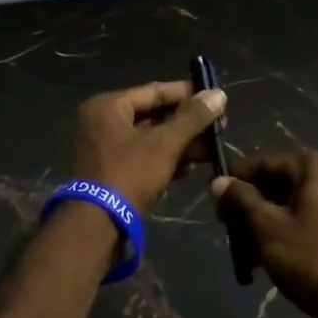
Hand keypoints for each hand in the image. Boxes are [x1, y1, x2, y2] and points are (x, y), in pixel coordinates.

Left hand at [72, 81, 226, 211]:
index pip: (155, 91)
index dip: (187, 94)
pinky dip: (165, 159)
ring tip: (211, 150)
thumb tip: (219, 93)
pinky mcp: (111, 172)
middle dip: (187, 124)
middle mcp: (102, 122)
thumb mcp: (165, 143)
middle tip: (218, 128)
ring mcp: (105, 148)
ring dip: (180, 143)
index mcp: (108, 106)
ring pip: (150, 138)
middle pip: (153, 115)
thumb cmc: (130, 174)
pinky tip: (190, 167)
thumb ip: (192, 118)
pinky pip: (143, 156)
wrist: (98, 226)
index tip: (216, 99)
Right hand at [210, 152, 317, 317]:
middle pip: (280, 183)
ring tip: (244, 249)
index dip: (235, 179)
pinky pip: (311, 222)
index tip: (213, 198)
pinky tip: (268, 260)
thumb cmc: (312, 258)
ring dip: (267, 223)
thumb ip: (241, 199)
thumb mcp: (267, 227)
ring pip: (294, 205)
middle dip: (251, 205)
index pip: (266, 162)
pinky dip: (288, 234)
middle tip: (227, 227)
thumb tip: (219, 181)